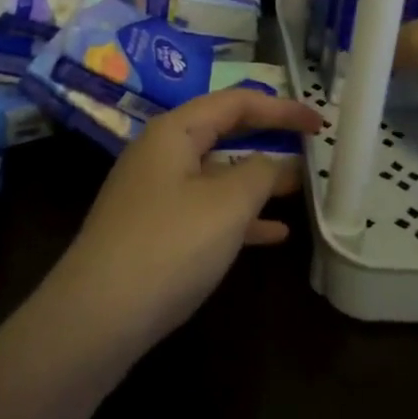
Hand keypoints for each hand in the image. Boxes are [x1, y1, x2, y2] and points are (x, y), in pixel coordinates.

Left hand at [48, 87, 323, 357]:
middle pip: (224, 132)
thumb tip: (277, 164)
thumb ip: (261, 173)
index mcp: (175, 131)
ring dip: (258, 179)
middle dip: (269, 138)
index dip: (282, 108)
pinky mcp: (155, 229)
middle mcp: (162, 153)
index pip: (236, 102)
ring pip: (217, 174)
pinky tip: (273, 233)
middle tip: (311, 146)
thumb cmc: (169, 245)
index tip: (320, 124)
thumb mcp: (228, 204)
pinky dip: (240, 216)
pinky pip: (206, 210)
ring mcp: (155, 193)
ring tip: (301, 188)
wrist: (97, 317)